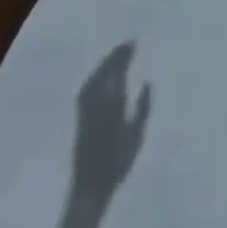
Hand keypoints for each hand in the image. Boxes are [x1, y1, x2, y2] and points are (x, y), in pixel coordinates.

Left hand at [73, 42, 151, 200]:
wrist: (89, 185)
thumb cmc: (118, 163)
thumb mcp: (138, 135)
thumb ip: (143, 107)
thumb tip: (147, 82)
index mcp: (112, 104)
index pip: (118, 71)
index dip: (125, 55)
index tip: (134, 42)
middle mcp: (96, 101)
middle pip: (105, 70)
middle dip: (116, 55)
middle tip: (128, 43)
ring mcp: (85, 107)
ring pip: (95, 76)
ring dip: (106, 62)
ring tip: (118, 52)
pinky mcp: (79, 113)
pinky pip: (88, 85)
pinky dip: (97, 74)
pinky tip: (104, 72)